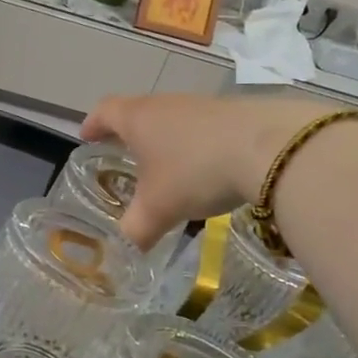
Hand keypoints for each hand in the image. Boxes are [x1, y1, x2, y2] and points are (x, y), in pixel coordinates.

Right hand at [81, 93, 328, 248]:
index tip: (85, 137)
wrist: (272, 148)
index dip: (92, 125)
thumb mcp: (157, 210)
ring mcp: (203, 106)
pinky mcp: (236, 114)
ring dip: (165, 139)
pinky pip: (204, 128)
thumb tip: (123, 252)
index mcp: (138, 119)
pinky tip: (207, 169)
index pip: (104, 112)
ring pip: (173, 119)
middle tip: (123, 155)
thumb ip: (135, 231)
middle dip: (129, 134)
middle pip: (139, 111)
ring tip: (166, 168)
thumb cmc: (196, 171)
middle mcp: (167, 105)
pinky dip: (197, 145)